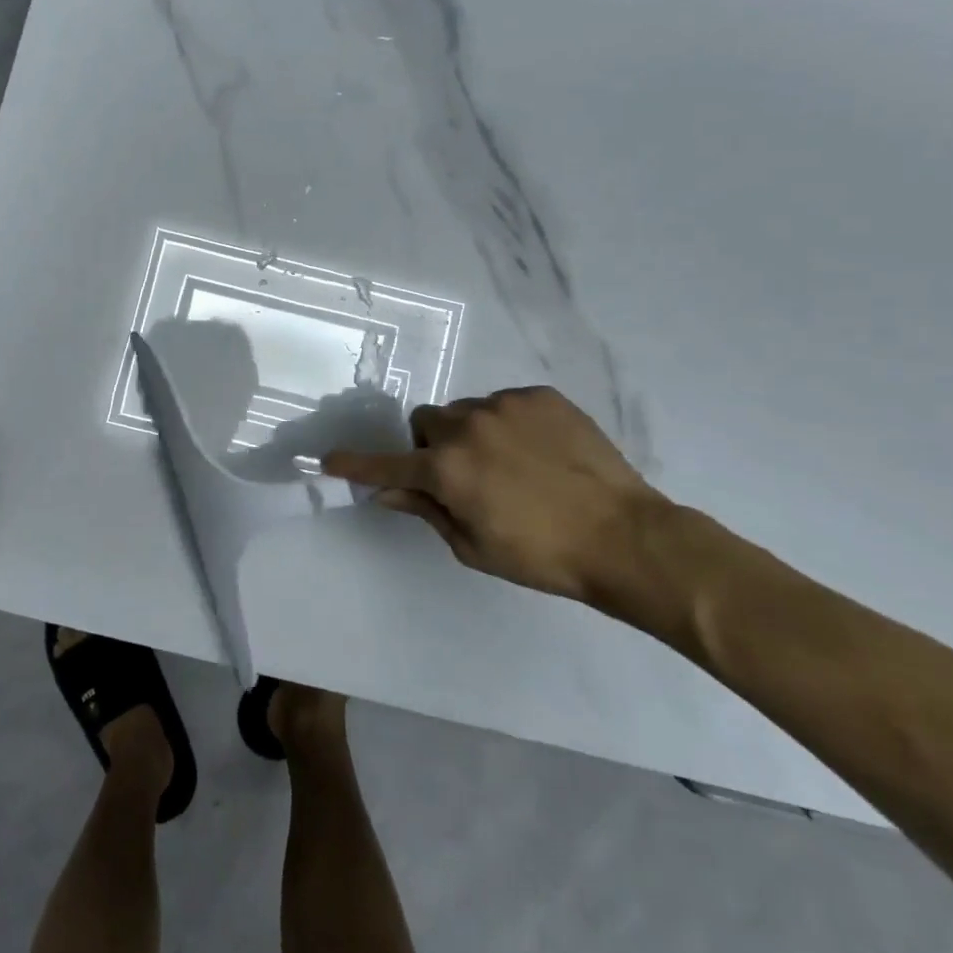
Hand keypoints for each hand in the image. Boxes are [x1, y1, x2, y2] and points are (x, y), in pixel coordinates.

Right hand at [323, 386, 674, 601]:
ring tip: (511, 464)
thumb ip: (426, 510)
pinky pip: (506, 403)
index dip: (356, 464)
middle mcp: (467, 427)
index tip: (329, 459)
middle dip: (433, 446)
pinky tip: (539, 452)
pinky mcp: (540, 396)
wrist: (624, 536)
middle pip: (427, 423)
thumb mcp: (474, 546)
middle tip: (462, 475)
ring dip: (472, 434)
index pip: (387, 464)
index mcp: (446, 469)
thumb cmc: (542, 555)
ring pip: (467, 411)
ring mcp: (505, 405)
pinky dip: (509, 424)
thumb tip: (389, 492)